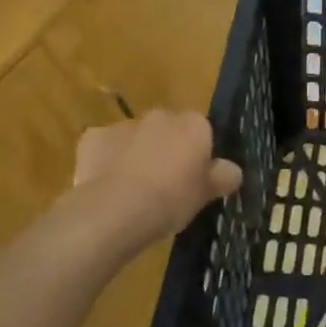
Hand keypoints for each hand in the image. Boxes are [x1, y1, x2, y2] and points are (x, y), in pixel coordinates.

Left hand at [67, 110, 241, 246]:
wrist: (116, 209)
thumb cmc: (172, 199)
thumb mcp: (206, 194)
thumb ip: (222, 177)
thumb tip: (232, 171)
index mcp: (194, 125)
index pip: (202, 130)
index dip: (198, 152)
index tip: (194, 175)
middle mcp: (160, 116)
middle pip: (168, 129)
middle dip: (167, 147)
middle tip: (166, 182)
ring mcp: (124, 125)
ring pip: (136, 137)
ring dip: (137, 153)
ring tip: (134, 189)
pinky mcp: (93, 137)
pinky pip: (105, 146)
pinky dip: (107, 160)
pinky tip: (108, 185)